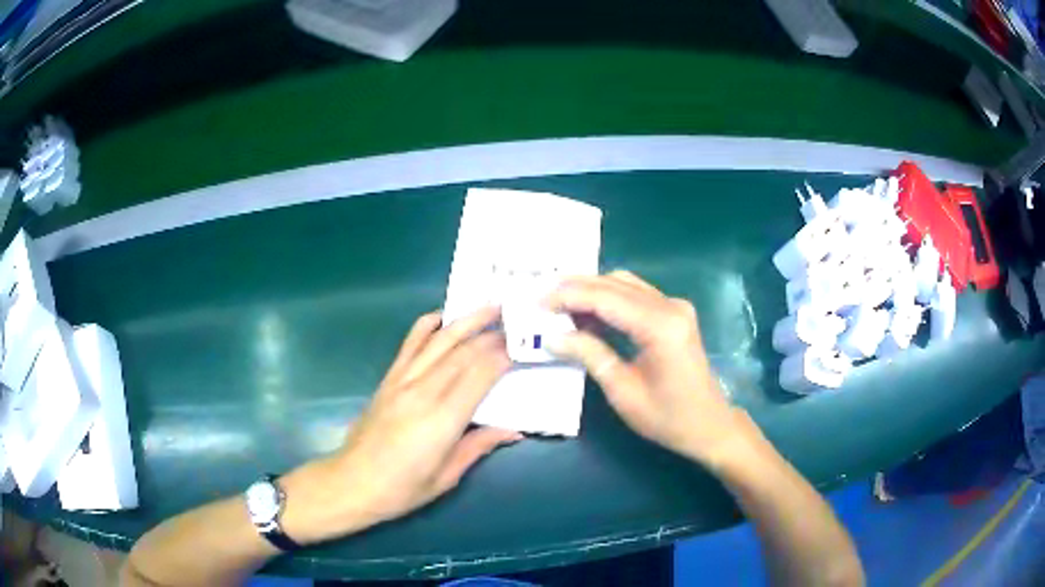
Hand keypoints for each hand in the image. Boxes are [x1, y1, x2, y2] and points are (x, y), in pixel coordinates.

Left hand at [280, 307, 519, 544]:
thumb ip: (479, 446)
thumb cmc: (402, 488)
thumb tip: (514, 430)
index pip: (479, 375)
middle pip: (462, 353)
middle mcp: (423, 392)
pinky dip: (425, 326)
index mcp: (442, 420)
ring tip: (489, 306)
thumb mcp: (446, 476)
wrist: (353, 482)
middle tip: (515, 322)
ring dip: (465, 321)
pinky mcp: (388, 379)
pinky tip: (440, 315)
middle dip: (491, 335)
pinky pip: (409, 345)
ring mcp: (402, 382)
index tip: (521, 344)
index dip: (502, 356)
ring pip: (438, 341)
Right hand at [546, 271, 753, 466]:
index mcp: (660, 326)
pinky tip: (589, 314)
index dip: (568, 296)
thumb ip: (590, 355)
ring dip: (591, 291)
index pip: (605, 298)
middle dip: (575, 288)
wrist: (709, 425)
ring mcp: (675, 307)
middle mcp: (670, 306)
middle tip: (542, 301)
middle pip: (614, 284)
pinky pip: (636, 295)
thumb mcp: (623, 392)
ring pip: (624, 284)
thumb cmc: (667, 417)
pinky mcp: (675, 313)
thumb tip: (552, 337)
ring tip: (560, 306)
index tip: (537, 302)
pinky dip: (609, 299)